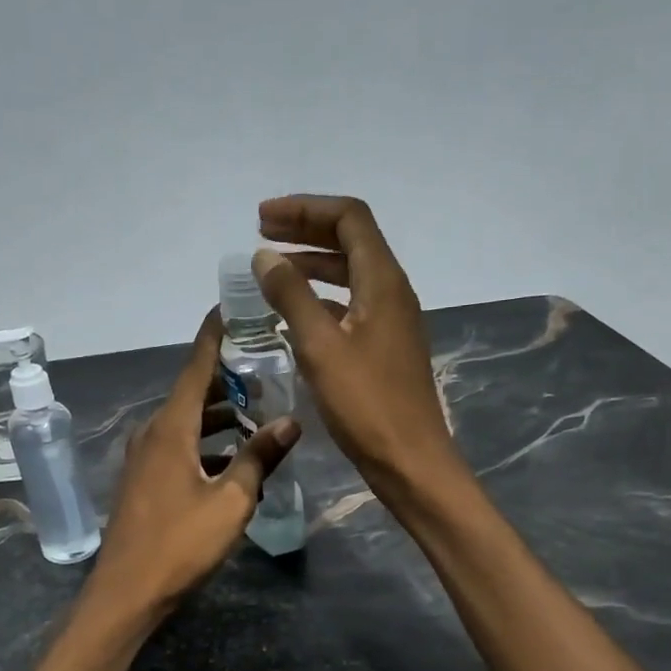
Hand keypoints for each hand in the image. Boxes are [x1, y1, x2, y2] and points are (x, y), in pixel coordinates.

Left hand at [87, 309, 300, 619]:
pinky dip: (205, 442)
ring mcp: (143, 458)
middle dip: (228, 378)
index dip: (216, 335)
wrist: (127, 592)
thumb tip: (291, 421)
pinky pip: (178, 446)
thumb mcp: (231, 501)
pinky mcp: (143, 481)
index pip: (197, 366)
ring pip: (186, 422)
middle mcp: (152, 433)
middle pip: (193, 392)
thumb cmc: (180, 544)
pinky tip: (232, 459)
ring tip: (259, 413)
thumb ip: (259, 457)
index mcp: (171, 428)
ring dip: (220, 415)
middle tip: (268, 366)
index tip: (235, 307)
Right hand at [252, 195, 461, 498]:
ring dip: (312, 265)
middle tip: (261, 234)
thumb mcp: (321, 347)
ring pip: (350, 275)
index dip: (305, 209)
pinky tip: (293, 317)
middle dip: (306, 231)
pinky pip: (350, 306)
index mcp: (382, 281)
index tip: (262, 218)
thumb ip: (291, 296)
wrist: (409, 460)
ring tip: (272, 271)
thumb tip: (264, 257)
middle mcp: (392, 292)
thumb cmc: (366, 404)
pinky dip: (320, 299)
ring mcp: (391, 321)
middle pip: (351, 241)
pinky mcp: (385, 348)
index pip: (349, 218)